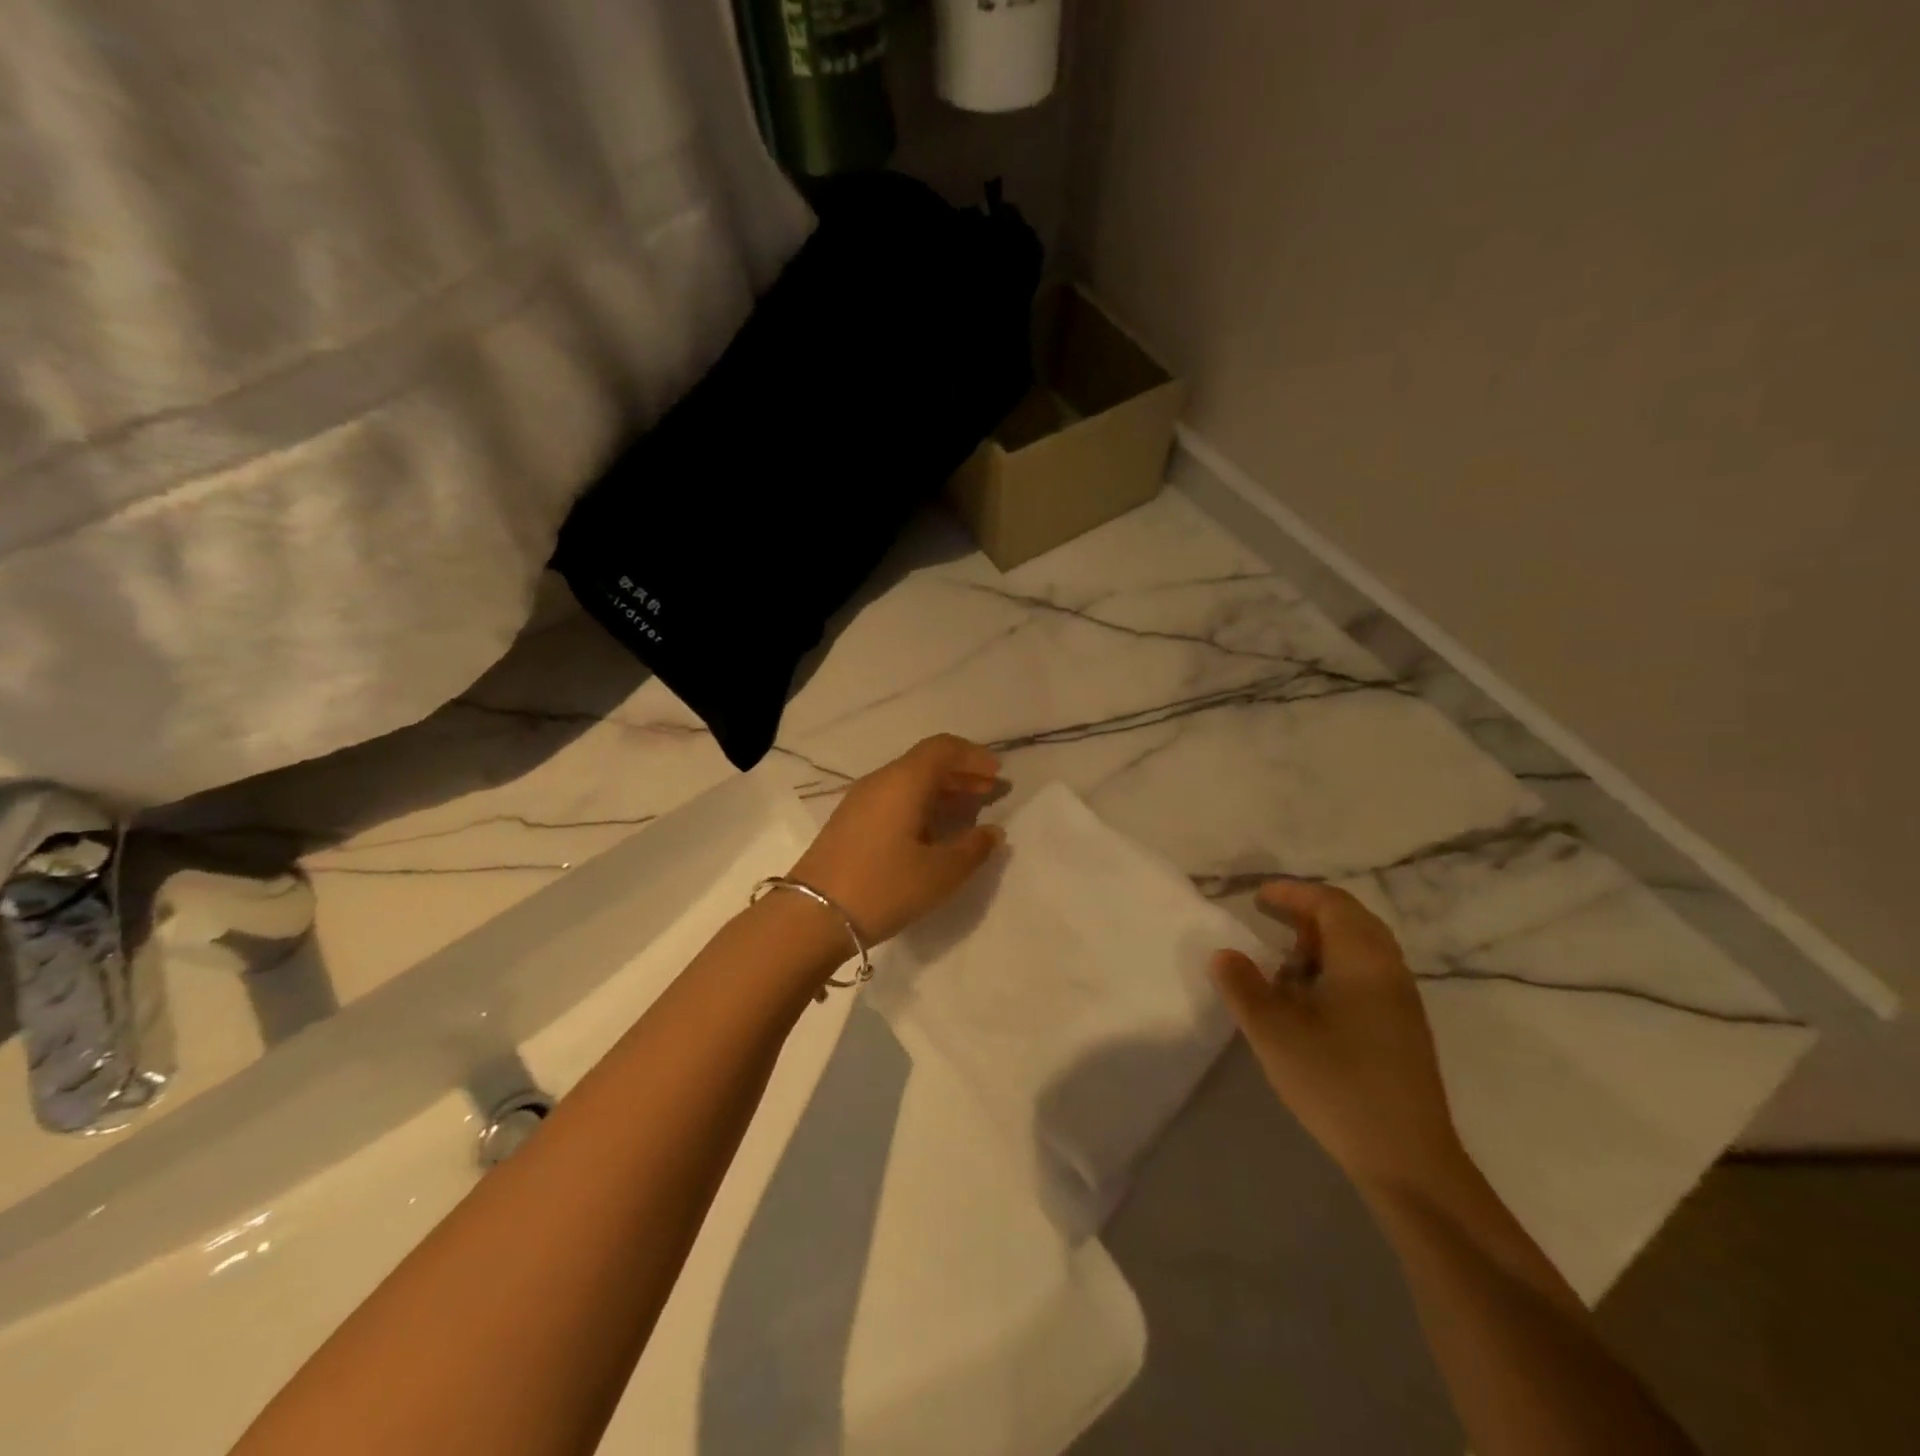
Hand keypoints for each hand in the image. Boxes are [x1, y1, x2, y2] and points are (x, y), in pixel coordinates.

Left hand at [789, 735, 1003, 945]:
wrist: (812, 916)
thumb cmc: (884, 887)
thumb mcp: (940, 873)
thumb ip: (973, 848)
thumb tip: (993, 832)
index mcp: (904, 781)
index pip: (943, 749)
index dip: (973, 756)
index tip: (997, 774)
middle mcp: (880, 781)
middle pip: (926, 763)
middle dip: (961, 773)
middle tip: (990, 791)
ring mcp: (860, 801)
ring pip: (909, 782)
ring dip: (941, 790)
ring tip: (969, 810)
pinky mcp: (850, 823)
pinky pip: (894, 799)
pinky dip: (921, 804)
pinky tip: (934, 830)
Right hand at [1210, 880, 1469, 1198]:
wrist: (1406, 1159)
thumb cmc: (1336, 1082)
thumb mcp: (1273, 1031)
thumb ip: (1243, 986)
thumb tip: (1225, 954)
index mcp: (1363, 960)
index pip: (1331, 903)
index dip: (1293, 893)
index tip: (1257, 897)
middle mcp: (1389, 971)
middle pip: (1351, 920)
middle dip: (1307, 913)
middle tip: (1269, 919)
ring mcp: (1401, 1002)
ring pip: (1361, 950)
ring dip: (1321, 944)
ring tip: (1283, 964)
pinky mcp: (1403, 1030)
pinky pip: (1366, 976)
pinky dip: (1334, 968)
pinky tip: (1309, 1001)